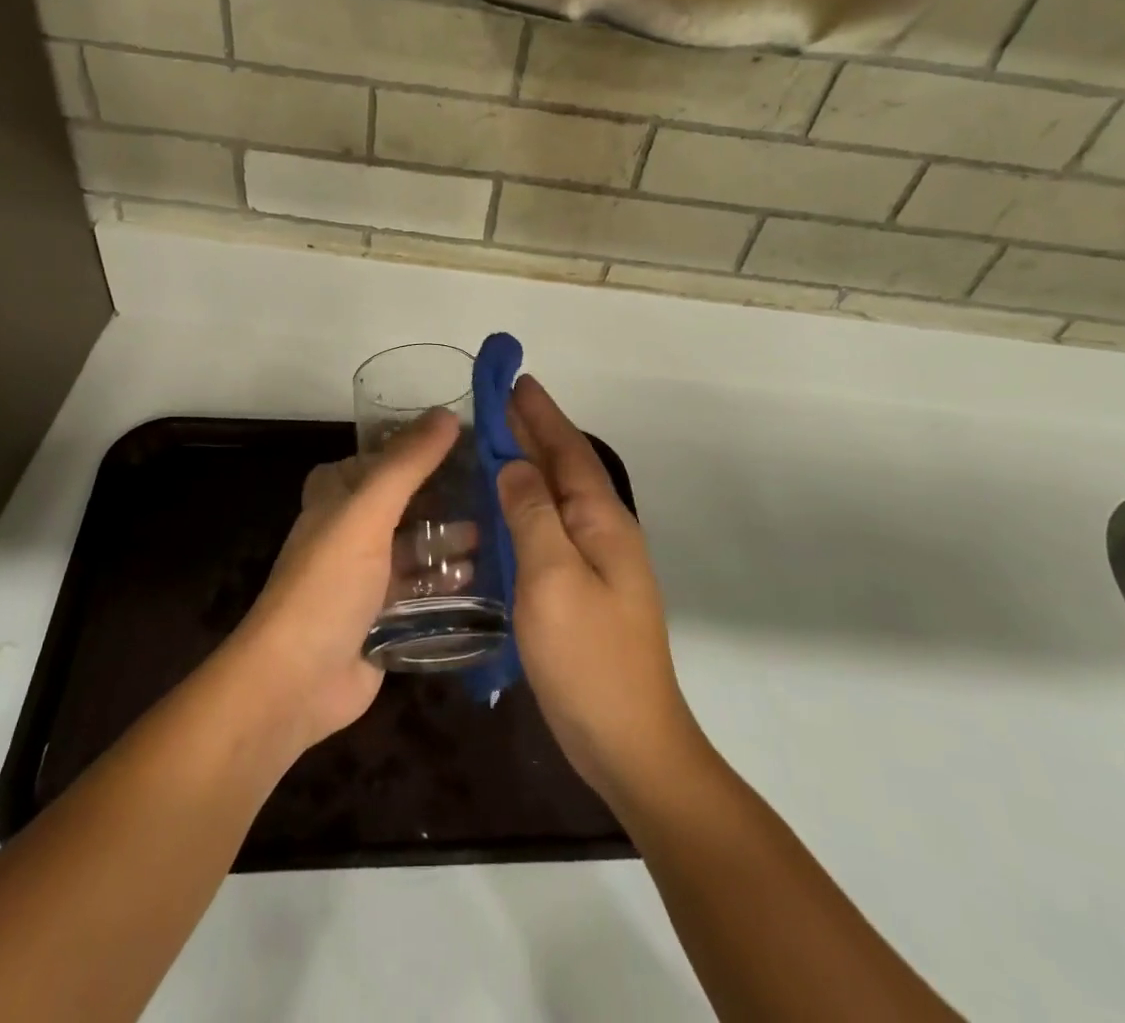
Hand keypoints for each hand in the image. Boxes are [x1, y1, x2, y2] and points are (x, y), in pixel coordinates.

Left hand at [223, 409, 458, 758]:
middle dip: (440, 499)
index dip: (410, 448)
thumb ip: (407, 464)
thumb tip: (448, 414)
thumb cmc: (327, 584)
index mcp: (335, 500)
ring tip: (492, 535)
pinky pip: (420, 591)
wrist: (296, 682)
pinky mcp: (382, 618)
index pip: (374, 460)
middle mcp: (349, 533)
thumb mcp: (367, 513)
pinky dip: (446, 583)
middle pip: (401, 504)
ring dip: (447, 542)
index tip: (460, 441)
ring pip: (413, 549)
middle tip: (490, 491)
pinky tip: (479, 579)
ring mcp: (365, 578)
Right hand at [500, 376, 701, 802]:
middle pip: (565, 467)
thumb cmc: (588, 658)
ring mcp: (598, 562)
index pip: (567, 450)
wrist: (629, 743)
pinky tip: (505, 510)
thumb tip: (515, 464)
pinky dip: (528, 504)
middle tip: (496, 402)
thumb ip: (532, 516)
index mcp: (602, 520)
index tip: (515, 380)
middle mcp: (604, 532)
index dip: (540, 414)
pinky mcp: (584, 589)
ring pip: (558, 496)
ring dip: (530, 465)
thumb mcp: (552, 580)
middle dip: (534, 431)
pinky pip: (552, 527)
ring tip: (495, 443)